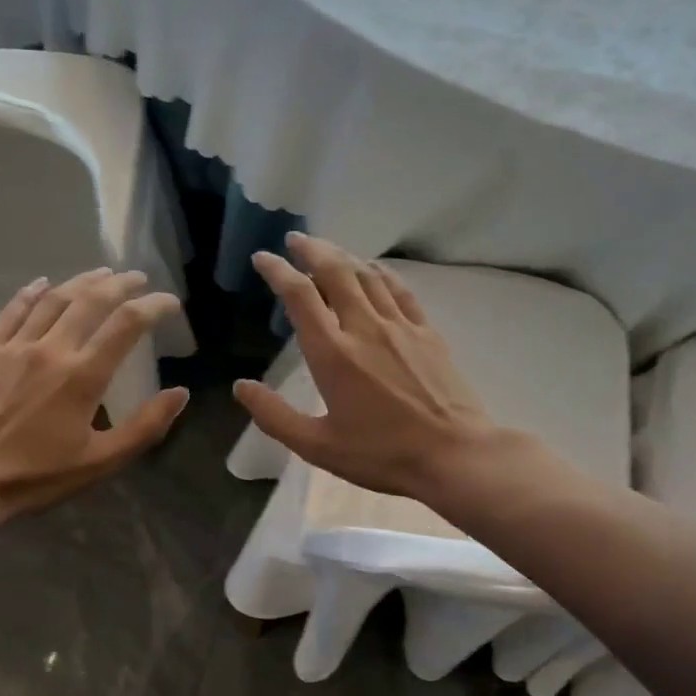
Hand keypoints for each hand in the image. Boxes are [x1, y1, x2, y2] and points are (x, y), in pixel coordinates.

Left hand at [0, 268, 188, 527]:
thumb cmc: (36, 476)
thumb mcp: (100, 462)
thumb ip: (144, 426)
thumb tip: (180, 393)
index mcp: (83, 376)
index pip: (127, 324)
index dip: (154, 306)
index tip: (170, 302)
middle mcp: (52, 349)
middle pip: (92, 301)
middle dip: (120, 284)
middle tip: (138, 278)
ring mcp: (15, 346)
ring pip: (54, 299)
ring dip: (82, 282)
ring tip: (102, 274)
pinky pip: (13, 310)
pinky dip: (32, 292)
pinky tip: (44, 283)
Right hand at [234, 233, 504, 502]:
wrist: (454, 455)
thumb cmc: (381, 454)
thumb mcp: (317, 445)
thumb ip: (275, 415)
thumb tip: (241, 387)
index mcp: (332, 353)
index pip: (299, 296)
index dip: (278, 271)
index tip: (262, 258)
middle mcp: (364, 327)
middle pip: (335, 271)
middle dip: (311, 250)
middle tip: (295, 240)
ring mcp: (400, 326)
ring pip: (367, 275)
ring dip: (343, 256)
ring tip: (327, 250)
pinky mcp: (427, 332)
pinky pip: (399, 290)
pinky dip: (380, 272)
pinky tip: (373, 269)